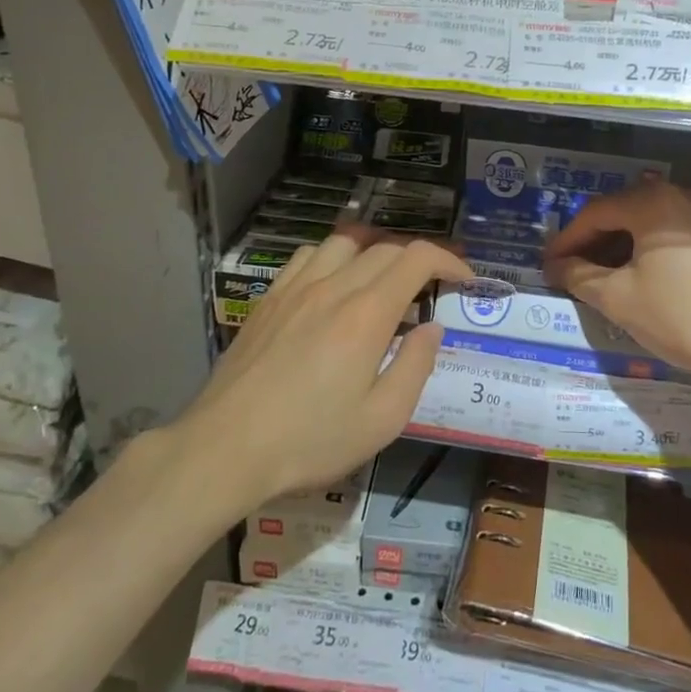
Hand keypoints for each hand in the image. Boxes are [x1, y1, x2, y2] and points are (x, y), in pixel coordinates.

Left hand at [180, 232, 471, 507]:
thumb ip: (416, 366)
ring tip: (383, 281)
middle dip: (419, 260)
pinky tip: (333, 284)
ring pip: (345, 242)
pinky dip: (333, 257)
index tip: (465, 279)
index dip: (449, 259)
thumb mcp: (382, 420)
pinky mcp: (269, 298)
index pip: (417, 258)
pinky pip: (308, 256)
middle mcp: (334, 287)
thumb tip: (432, 327)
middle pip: (385, 248)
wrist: (225, 448)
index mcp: (367, 314)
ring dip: (375, 253)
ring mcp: (296, 288)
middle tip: (431, 289)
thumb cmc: (310, 441)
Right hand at [543, 183, 690, 387]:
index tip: (548, 265)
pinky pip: (674, 234)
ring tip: (603, 278)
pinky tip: (644, 278)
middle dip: (593, 242)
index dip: (566, 240)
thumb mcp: (621, 299)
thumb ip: (580, 277)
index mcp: (651, 202)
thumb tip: (557, 266)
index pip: (594, 213)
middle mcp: (680, 195)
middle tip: (571, 271)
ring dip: (621, 247)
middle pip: (623, 212)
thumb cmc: (684, 316)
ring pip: (650, 224)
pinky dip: (650, 251)